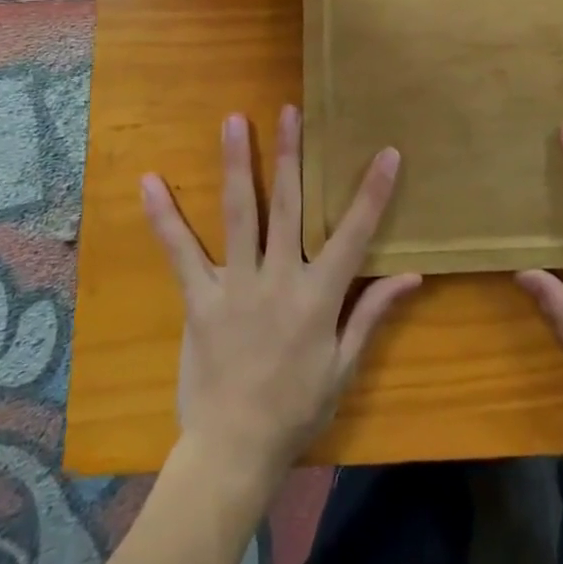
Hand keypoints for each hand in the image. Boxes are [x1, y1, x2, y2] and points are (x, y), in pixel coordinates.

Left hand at [141, 106, 420, 486]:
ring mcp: (235, 285)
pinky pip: (181, 253)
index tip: (387, 151)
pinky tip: (150, 182)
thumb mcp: (344, 365)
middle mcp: (279, 279)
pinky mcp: (199, 299)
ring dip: (238, 164)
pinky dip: (165, 217)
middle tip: (291, 110)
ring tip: (234, 120)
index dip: (372, 192)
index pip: (353, 234)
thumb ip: (373, 313)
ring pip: (241, 213)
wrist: (233, 452)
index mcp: (319, 296)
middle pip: (290, 205)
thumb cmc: (296, 409)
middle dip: (292, 154)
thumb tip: (412, 274)